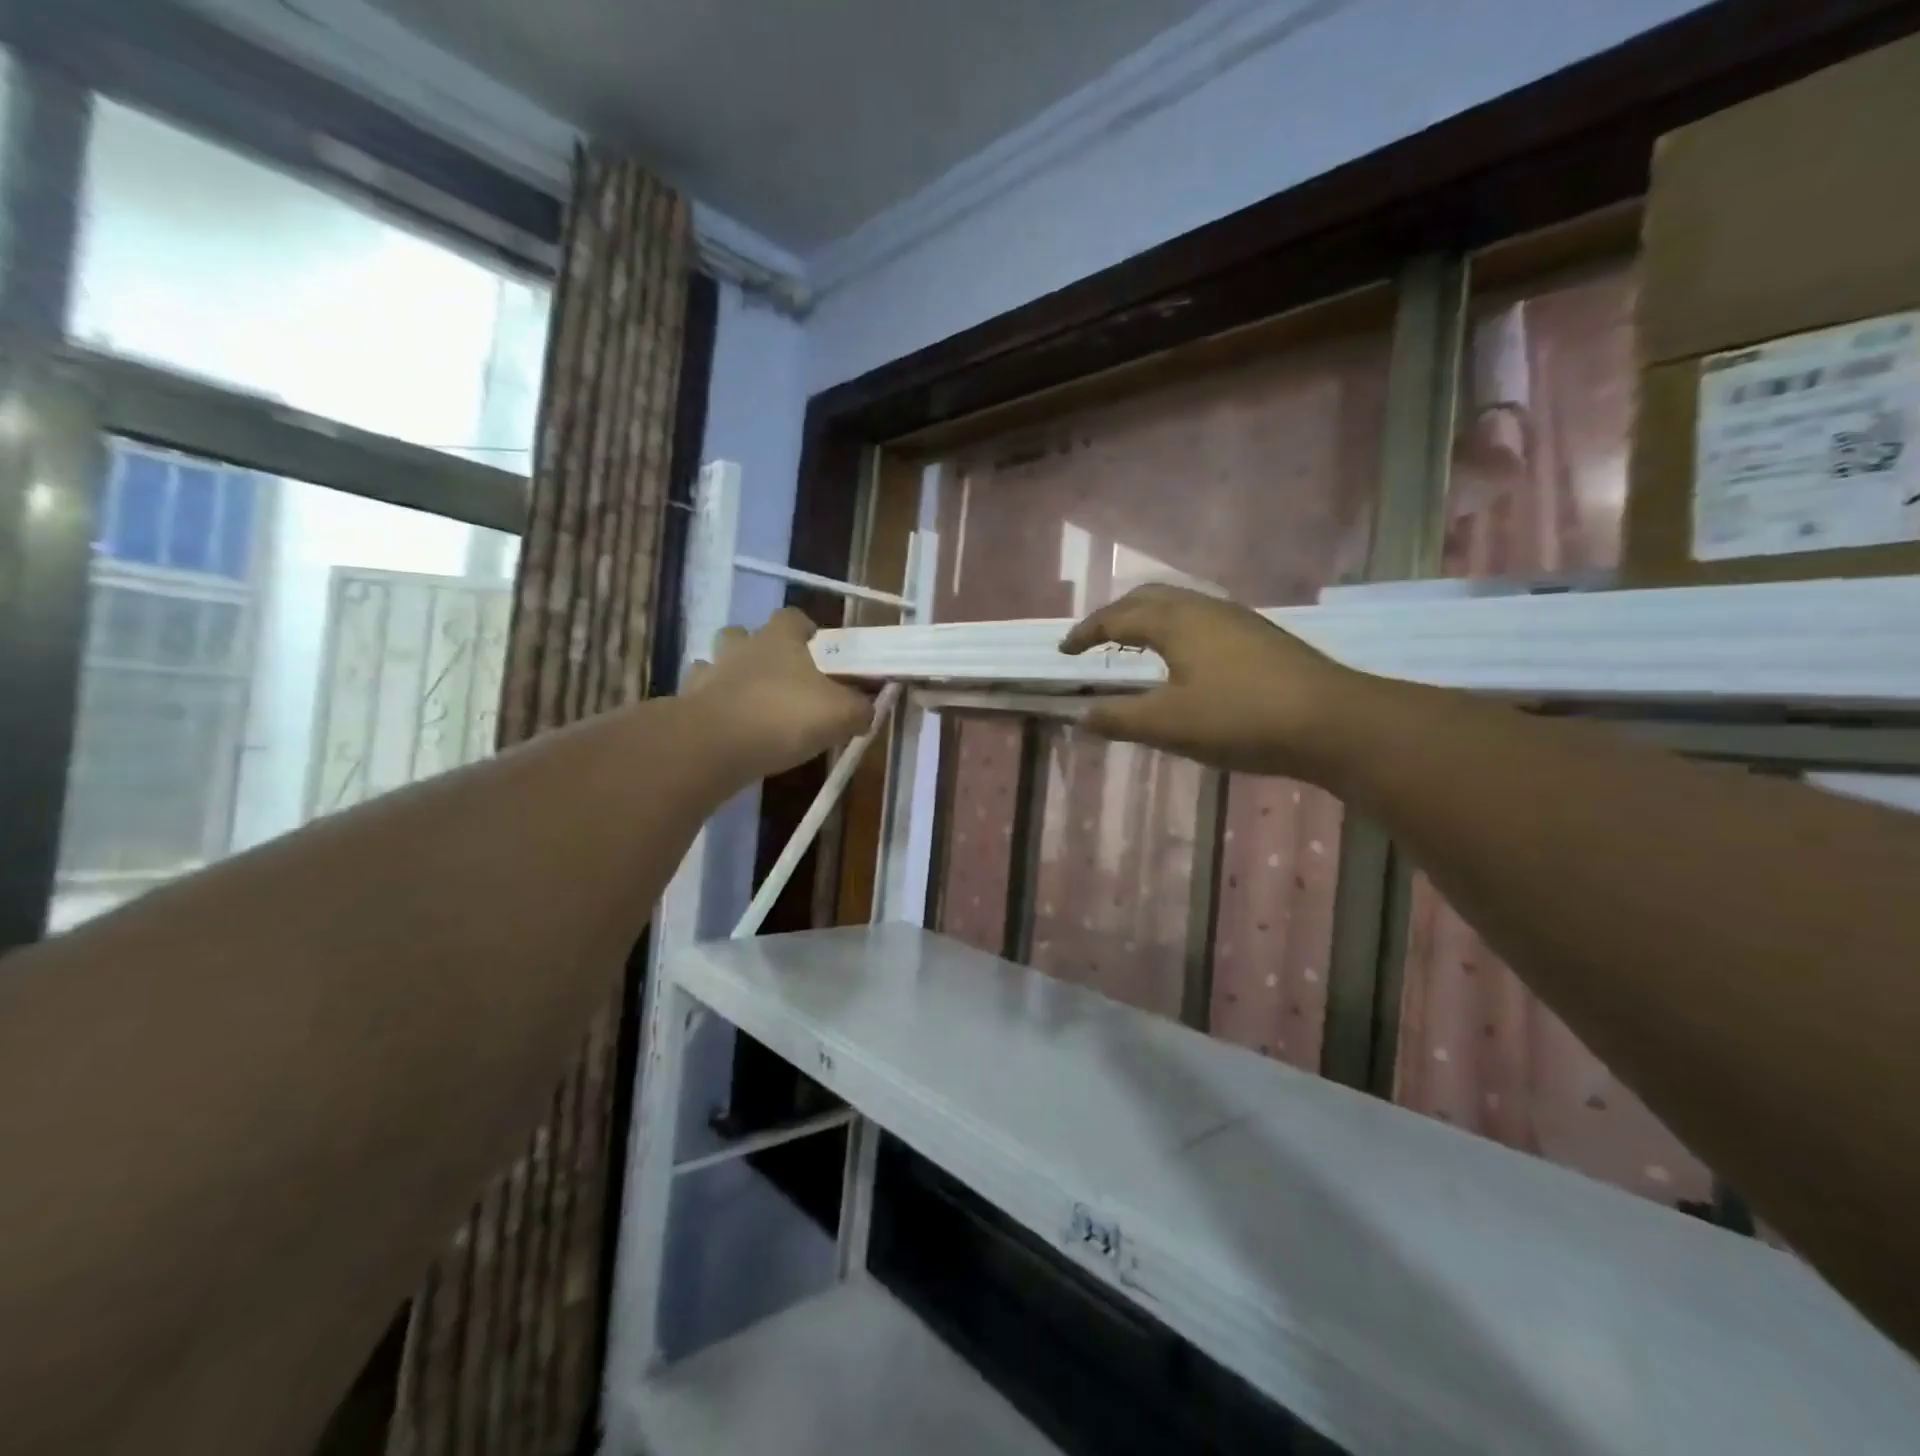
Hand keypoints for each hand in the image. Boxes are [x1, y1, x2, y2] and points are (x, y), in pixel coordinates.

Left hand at [686, 608, 876, 776]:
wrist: (715, 744)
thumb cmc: (784, 716)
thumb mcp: (840, 715)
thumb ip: (859, 709)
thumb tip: (867, 710)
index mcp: (780, 639)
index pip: (793, 617)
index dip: (805, 629)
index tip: (816, 649)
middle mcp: (742, 646)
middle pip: (747, 634)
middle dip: (761, 650)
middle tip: (781, 679)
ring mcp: (710, 672)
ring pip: (718, 662)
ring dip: (732, 675)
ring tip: (750, 702)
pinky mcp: (688, 702)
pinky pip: (701, 695)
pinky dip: (712, 704)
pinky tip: (726, 725)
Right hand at [1059, 584, 1363, 777]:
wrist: (1332, 721)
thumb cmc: (1240, 718)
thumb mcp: (1169, 724)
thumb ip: (1119, 719)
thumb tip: (1081, 717)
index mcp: (1175, 622)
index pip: (1117, 617)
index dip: (1086, 633)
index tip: (1064, 651)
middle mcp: (1203, 608)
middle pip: (1148, 598)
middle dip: (1114, 615)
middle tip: (1094, 640)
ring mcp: (1236, 619)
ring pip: (1178, 606)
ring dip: (1146, 620)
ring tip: (1132, 646)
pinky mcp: (1258, 637)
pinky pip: (1200, 620)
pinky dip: (1173, 630)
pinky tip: (1182, 659)